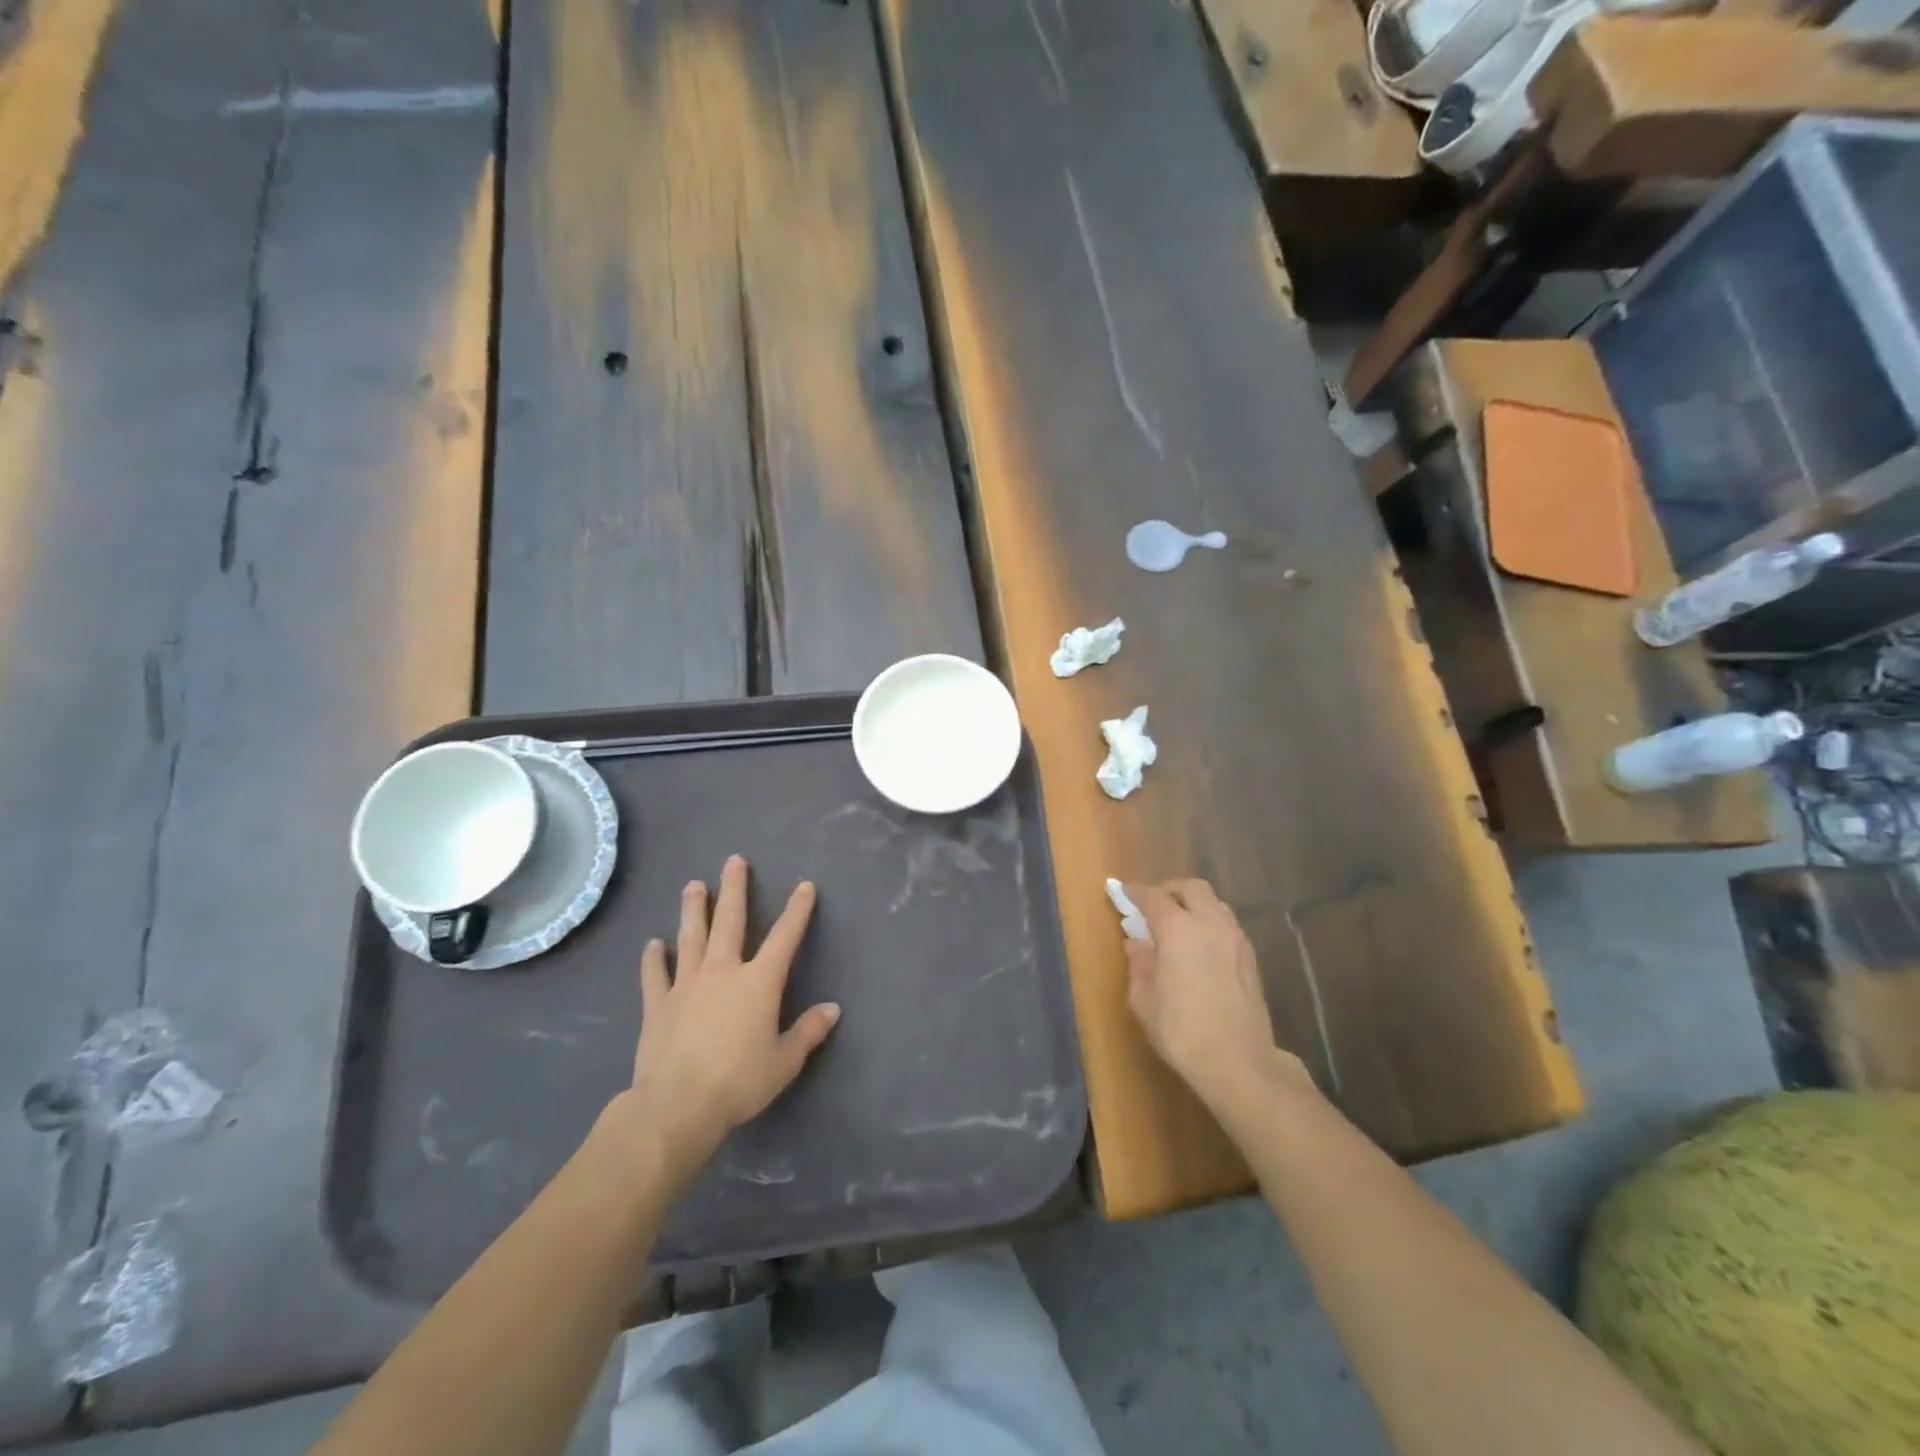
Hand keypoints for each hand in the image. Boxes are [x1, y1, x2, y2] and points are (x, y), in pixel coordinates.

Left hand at [619, 856, 839, 1184]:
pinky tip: (653, 944)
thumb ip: (808, 1031)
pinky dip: (653, 959)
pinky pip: (655, 975)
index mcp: (759, 982)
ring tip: (693, 885)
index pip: (784, 937)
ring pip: (691, 937)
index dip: (797, 910)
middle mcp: (723, 972)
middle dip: (734, 889)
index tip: (805, 886)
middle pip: (730, 921)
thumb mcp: (785, 1061)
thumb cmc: (739, 1082)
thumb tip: (833, 1009)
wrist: (677, 1105)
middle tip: (734, 861)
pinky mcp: (658, 1005)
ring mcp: (686, 985)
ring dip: (693, 910)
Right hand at [1123, 879, 1303, 1111]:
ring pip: (1215, 904)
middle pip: (1192, 888)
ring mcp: (1235, 940)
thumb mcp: (1144, 1001)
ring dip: (1195, 905)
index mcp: (1178, 929)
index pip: (1153, 897)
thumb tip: (1136, 943)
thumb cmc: (1182, 1031)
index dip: (1136, 892)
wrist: (1239, 1062)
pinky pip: (1228, 925)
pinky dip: (1211, 924)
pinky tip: (1201, 947)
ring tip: (1179, 925)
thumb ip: (1139, 964)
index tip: (1124, 892)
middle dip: (1171, 889)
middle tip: (1155, 905)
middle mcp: (1210, 924)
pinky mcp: (1251, 959)